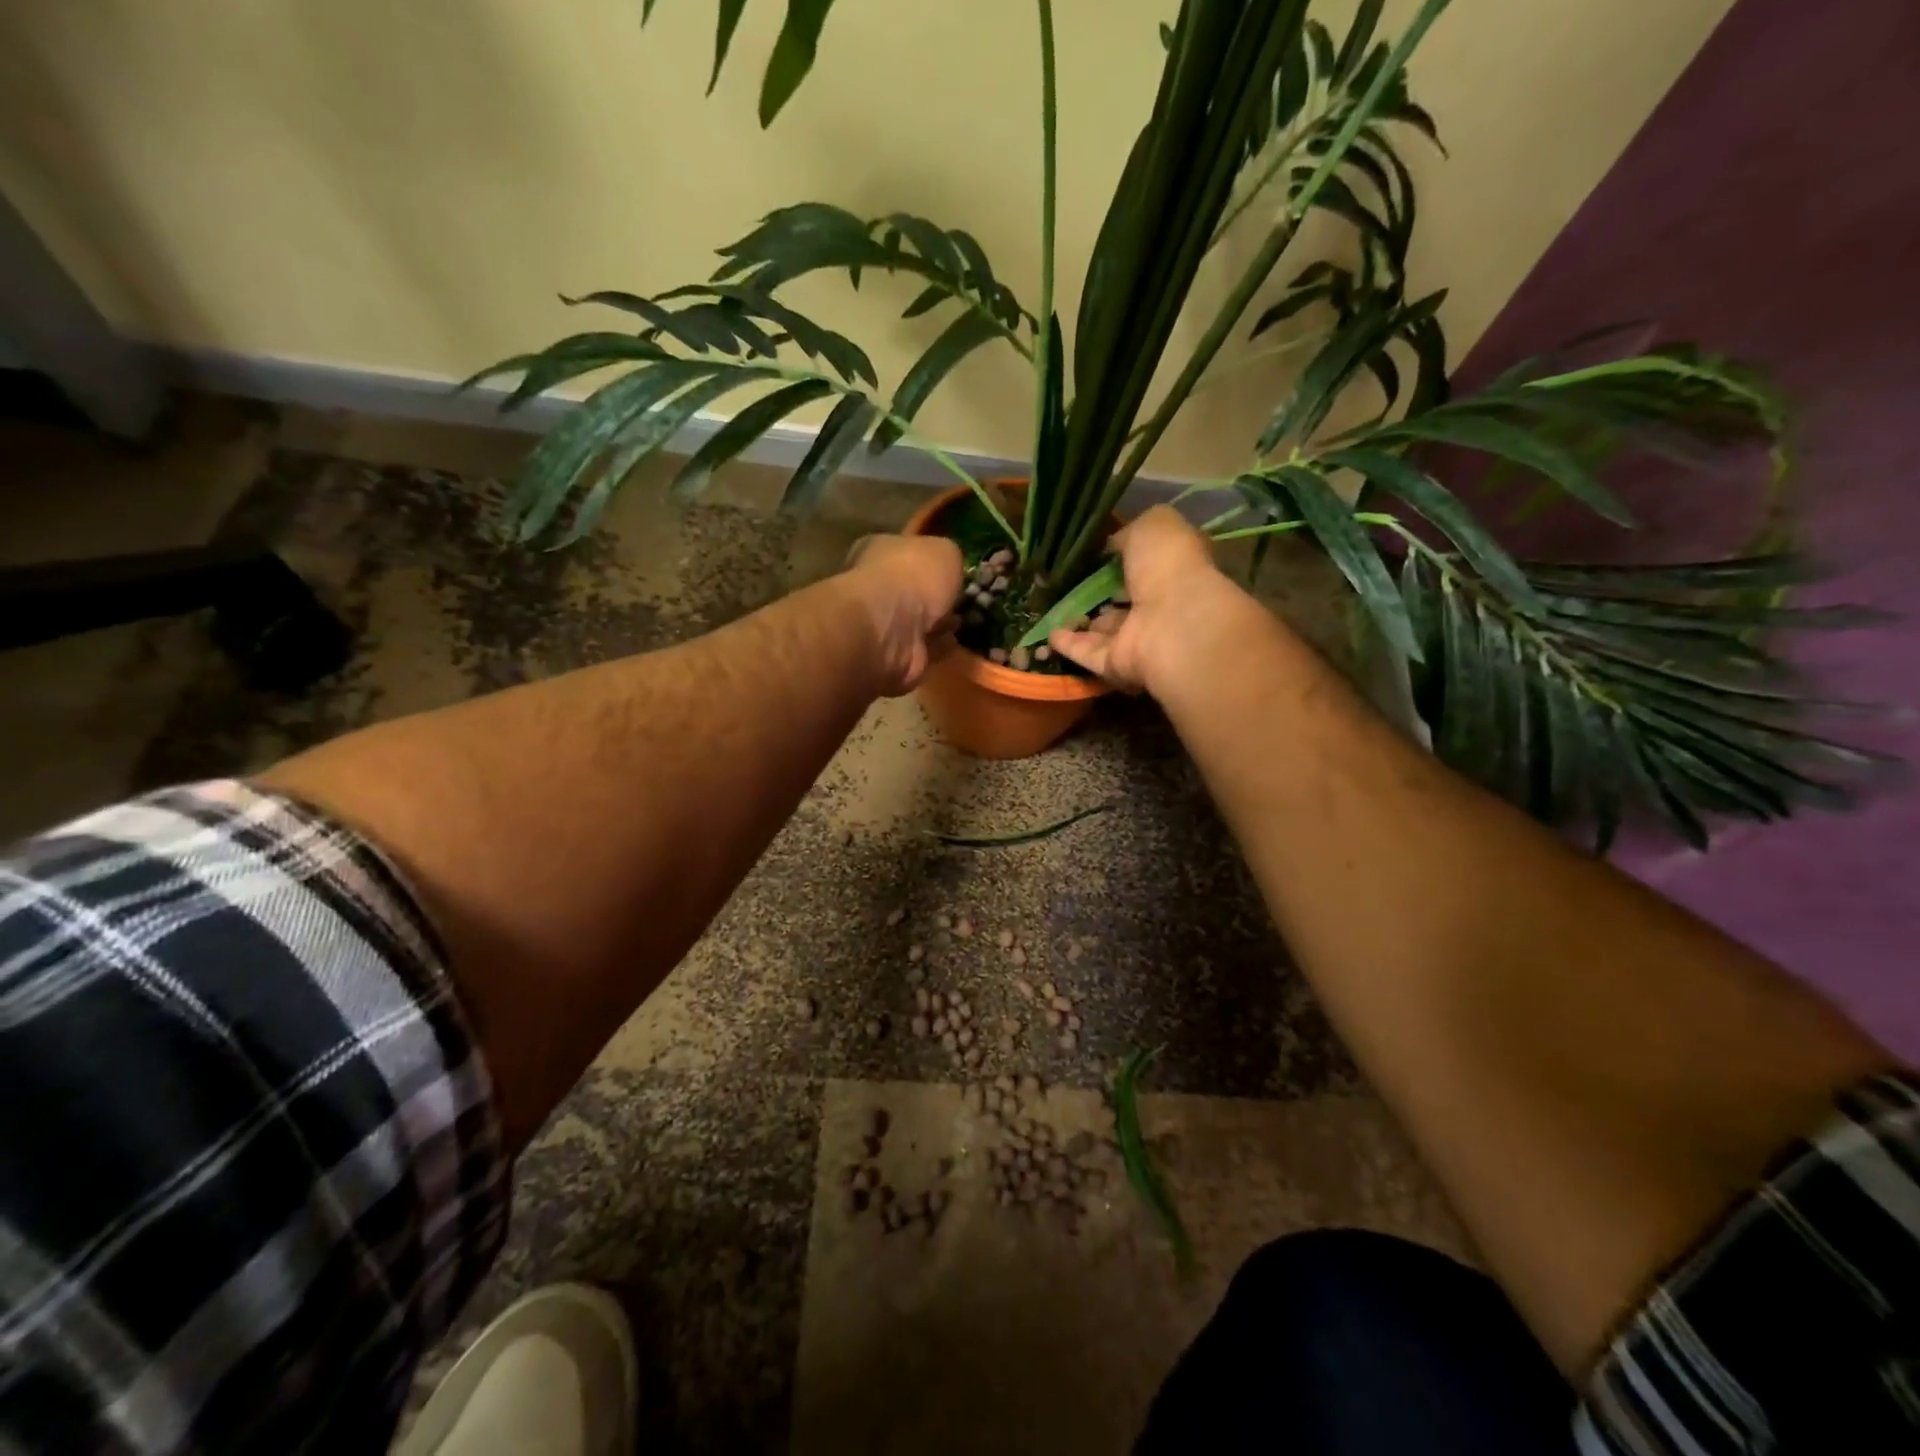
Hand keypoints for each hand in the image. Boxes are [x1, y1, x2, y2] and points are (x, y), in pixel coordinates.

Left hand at [843, 533, 963, 695]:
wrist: (892, 628)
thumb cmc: (913, 577)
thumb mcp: (944, 551)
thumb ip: (949, 556)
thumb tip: (949, 566)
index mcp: (879, 551)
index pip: (905, 551)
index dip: (928, 558)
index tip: (952, 566)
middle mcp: (877, 586)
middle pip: (911, 588)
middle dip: (934, 594)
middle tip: (961, 597)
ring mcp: (884, 624)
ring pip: (917, 621)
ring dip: (938, 622)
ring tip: (963, 620)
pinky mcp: (896, 655)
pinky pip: (923, 648)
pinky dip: (938, 646)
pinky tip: (956, 641)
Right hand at [1048, 505, 1244, 695]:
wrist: (1172, 622)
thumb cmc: (1168, 566)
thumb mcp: (1153, 526)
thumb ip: (1130, 532)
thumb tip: (1112, 544)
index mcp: (1174, 571)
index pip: (1146, 564)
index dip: (1123, 557)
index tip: (1095, 553)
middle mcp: (1159, 607)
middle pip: (1125, 599)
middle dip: (1102, 594)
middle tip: (1069, 584)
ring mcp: (1139, 639)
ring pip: (1106, 630)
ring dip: (1083, 621)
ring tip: (1052, 608)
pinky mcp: (1118, 665)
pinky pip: (1089, 653)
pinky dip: (1069, 645)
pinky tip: (1048, 634)